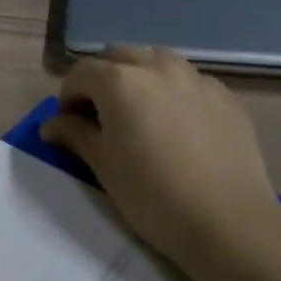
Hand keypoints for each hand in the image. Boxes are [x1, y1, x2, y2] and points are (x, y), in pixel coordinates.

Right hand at [40, 46, 277, 270]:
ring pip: (156, 61)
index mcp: (119, 80)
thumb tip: (50, 125)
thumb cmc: (154, 196)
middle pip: (118, 57)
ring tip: (142, 112)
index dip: (69, 96)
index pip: (81, 73)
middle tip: (103, 116)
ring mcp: (194, 77)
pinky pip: (189, 81)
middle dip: (103, 79)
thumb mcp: (104, 167)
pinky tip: (180, 124)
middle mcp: (155, 66)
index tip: (71, 125)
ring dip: (140, 77)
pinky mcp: (224, 95)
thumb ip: (75, 135)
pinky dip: (175, 91)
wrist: (230, 223)